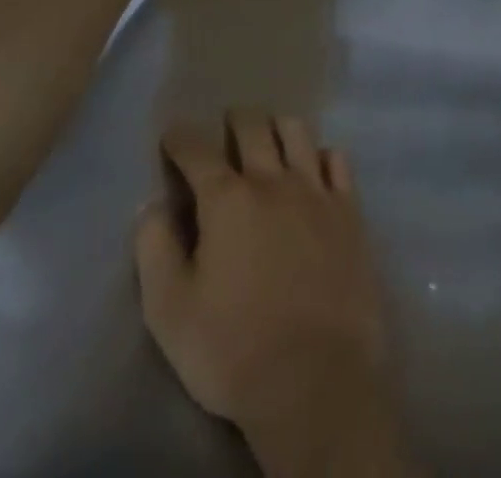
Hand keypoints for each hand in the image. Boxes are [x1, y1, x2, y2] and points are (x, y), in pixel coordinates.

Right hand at [136, 113, 414, 475]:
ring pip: (296, 132)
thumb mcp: (170, 312)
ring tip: (270, 137)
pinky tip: (315, 168)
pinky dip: (322, 155)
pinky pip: (337, 160)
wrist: (316, 379)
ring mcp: (316, 192)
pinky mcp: (349, 211)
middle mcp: (272, 180)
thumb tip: (152, 206)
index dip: (181, 138)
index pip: (197, 150)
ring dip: (278, 127)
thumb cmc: (234, 350)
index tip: (173, 135)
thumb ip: (154, 250)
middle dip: (234, 120)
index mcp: (226, 200)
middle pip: (253, 126)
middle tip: (227, 127)